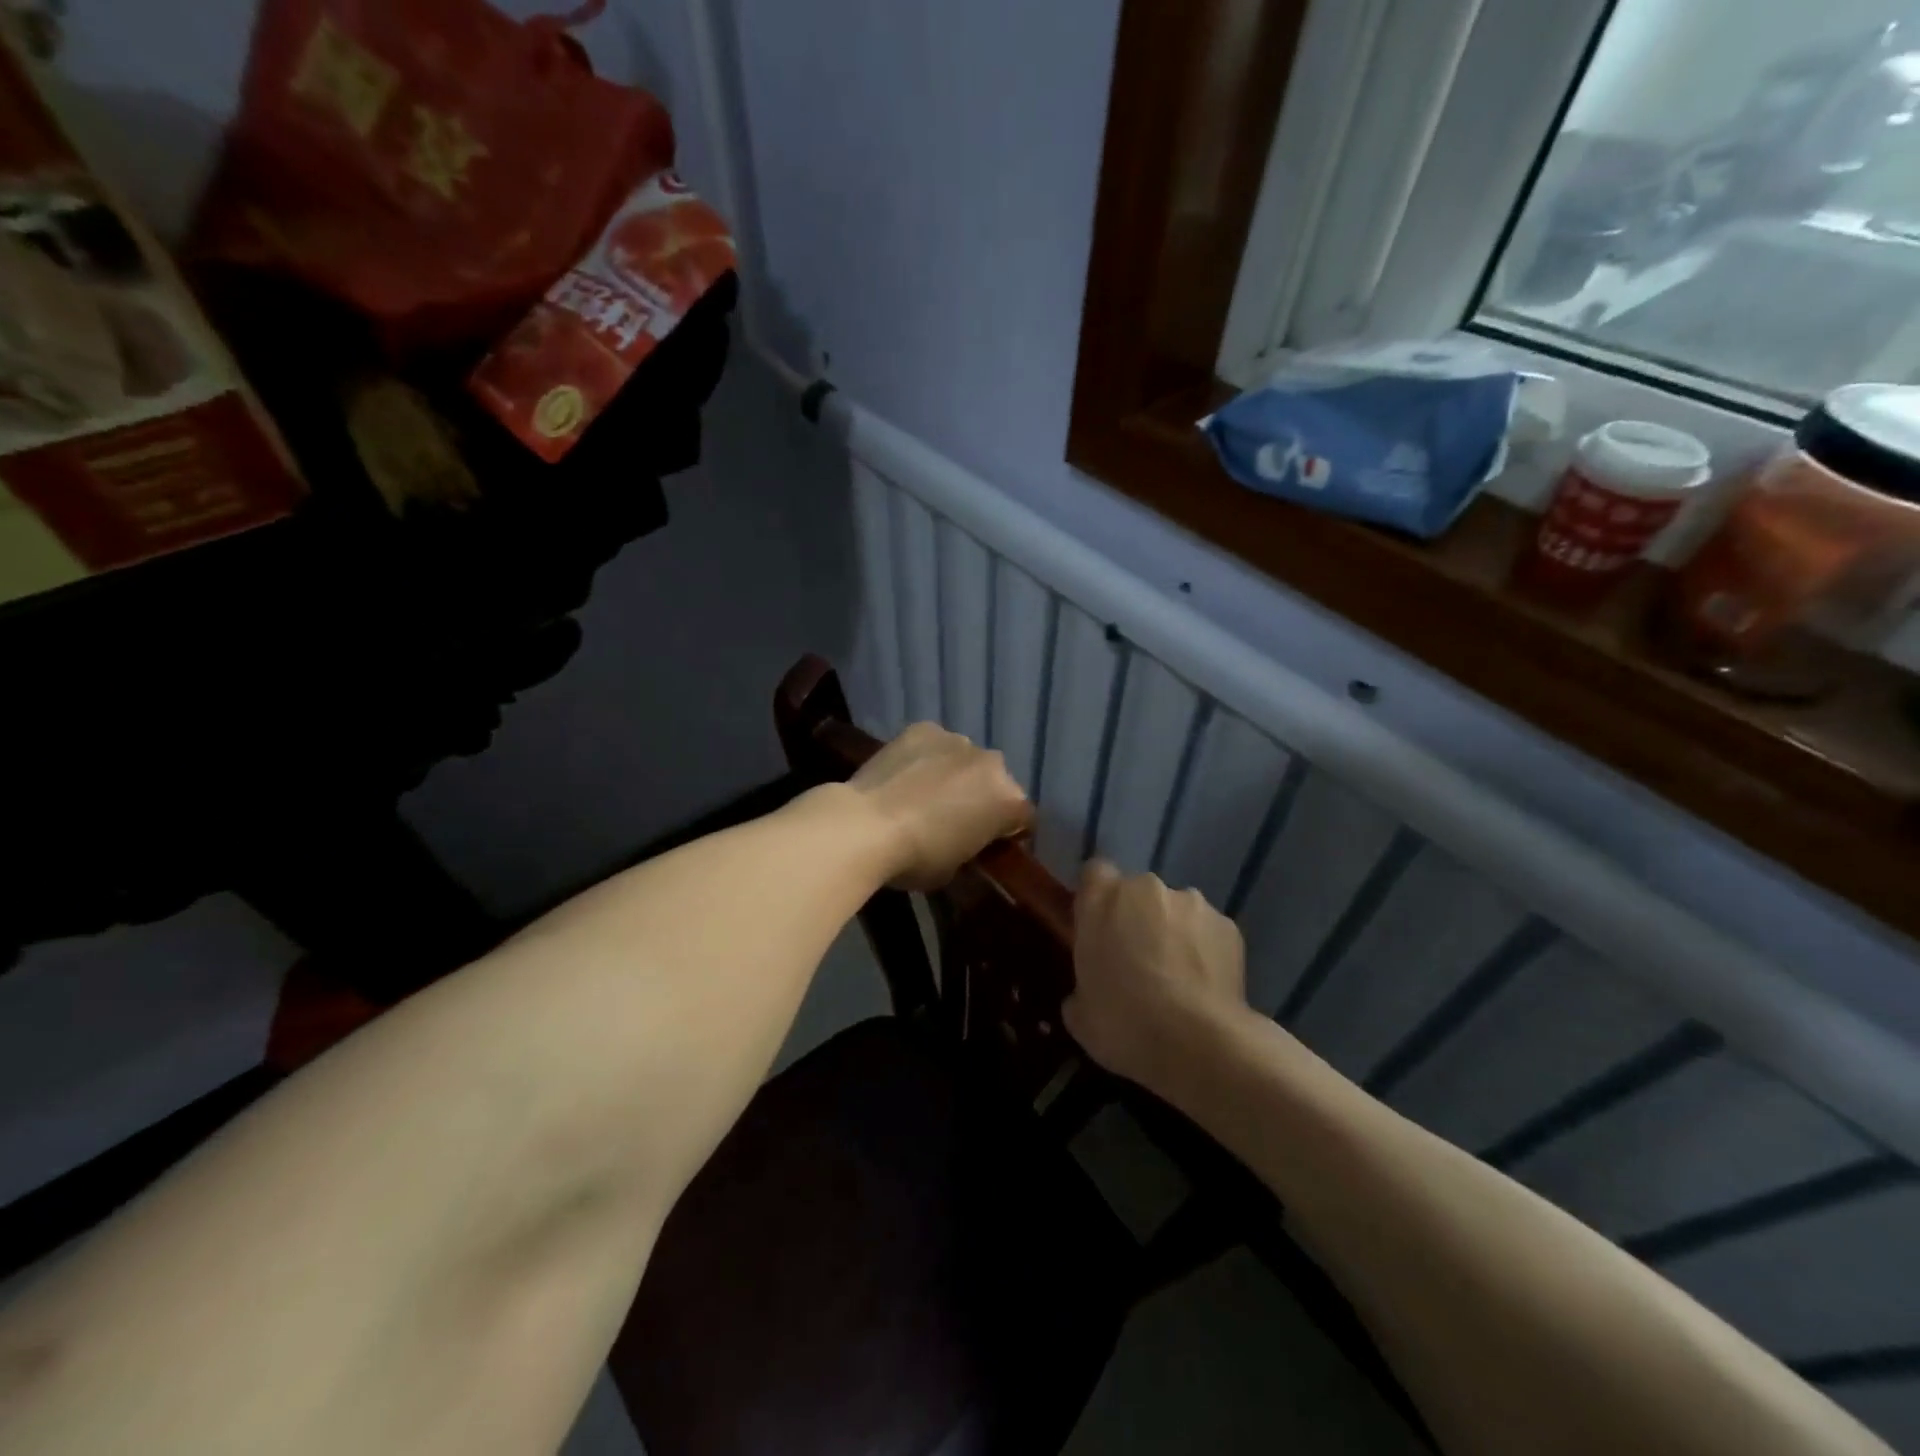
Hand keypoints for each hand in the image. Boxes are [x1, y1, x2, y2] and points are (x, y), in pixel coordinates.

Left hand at [849, 722, 1032, 891]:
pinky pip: (934, 745)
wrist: (866, 825)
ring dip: (955, 774)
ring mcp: (957, 741)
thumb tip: (965, 838)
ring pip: (965, 759)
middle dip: (982, 798)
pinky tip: (905, 775)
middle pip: (996, 783)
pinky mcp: (923, 729)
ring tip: (925, 794)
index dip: (1008, 833)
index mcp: (1008, 800)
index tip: (989, 844)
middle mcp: (991, 763)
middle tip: (955, 819)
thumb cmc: (917, 858)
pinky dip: (926, 757)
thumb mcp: (956, 867)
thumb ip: (972, 846)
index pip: (1023, 818)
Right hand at [1064, 862, 1248, 1089]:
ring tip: (1177, 978)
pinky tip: (1204, 986)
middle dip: (1136, 917)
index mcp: (1102, 899)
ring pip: (1175, 910)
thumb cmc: (1124, 1023)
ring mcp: (1192, 903)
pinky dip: (1204, 950)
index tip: (1098, 928)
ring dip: (1172, 932)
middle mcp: (1146, 888)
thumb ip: (1081, 987)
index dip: (1097, 898)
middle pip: (1137, 892)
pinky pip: (1208, 931)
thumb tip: (1088, 993)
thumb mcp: (1080, 1015)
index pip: (1095, 872)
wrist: (1198, 1044)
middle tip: (1136, 960)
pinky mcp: (1229, 926)